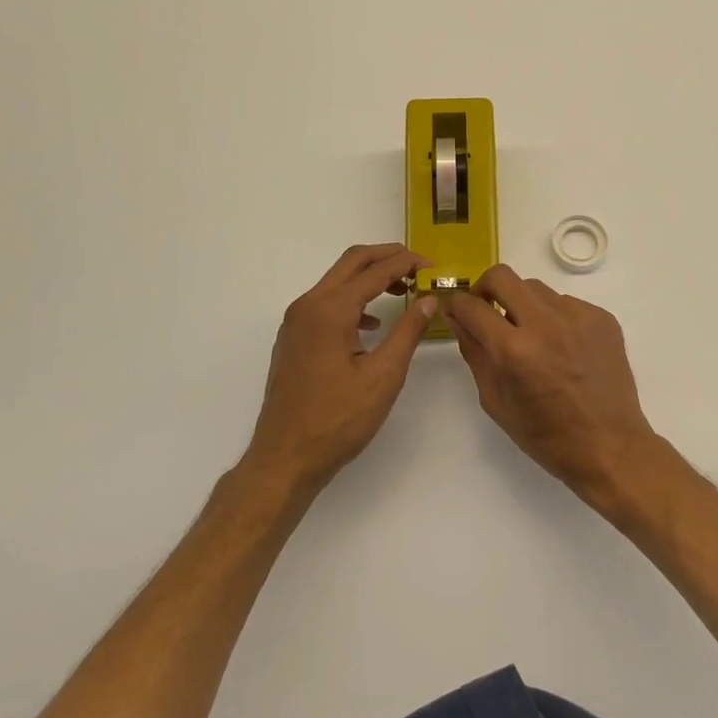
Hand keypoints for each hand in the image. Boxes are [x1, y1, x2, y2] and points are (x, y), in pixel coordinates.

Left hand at [246, 244, 435, 492]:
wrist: (284, 460)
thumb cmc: (337, 420)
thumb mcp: (383, 376)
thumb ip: (408, 331)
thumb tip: (429, 298)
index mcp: (330, 310)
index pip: (375, 271)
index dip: (407, 263)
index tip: (434, 267)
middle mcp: (308, 305)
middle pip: (352, 262)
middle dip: (387, 257)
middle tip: (418, 265)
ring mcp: (296, 321)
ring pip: (337, 281)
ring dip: (370, 277)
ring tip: (402, 290)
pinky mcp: (293, 338)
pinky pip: (326, 302)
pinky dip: (353, 299)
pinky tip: (371, 324)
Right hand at [443, 265, 656, 500]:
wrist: (610, 446)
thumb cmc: (546, 436)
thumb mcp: (496, 402)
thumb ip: (474, 353)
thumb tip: (458, 318)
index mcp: (515, 350)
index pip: (472, 307)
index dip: (456, 304)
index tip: (456, 308)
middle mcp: (546, 323)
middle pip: (503, 276)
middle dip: (485, 288)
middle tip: (487, 309)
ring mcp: (578, 315)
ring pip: (535, 288)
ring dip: (522, 304)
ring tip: (530, 336)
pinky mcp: (602, 316)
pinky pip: (565, 303)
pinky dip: (554, 318)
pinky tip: (562, 348)